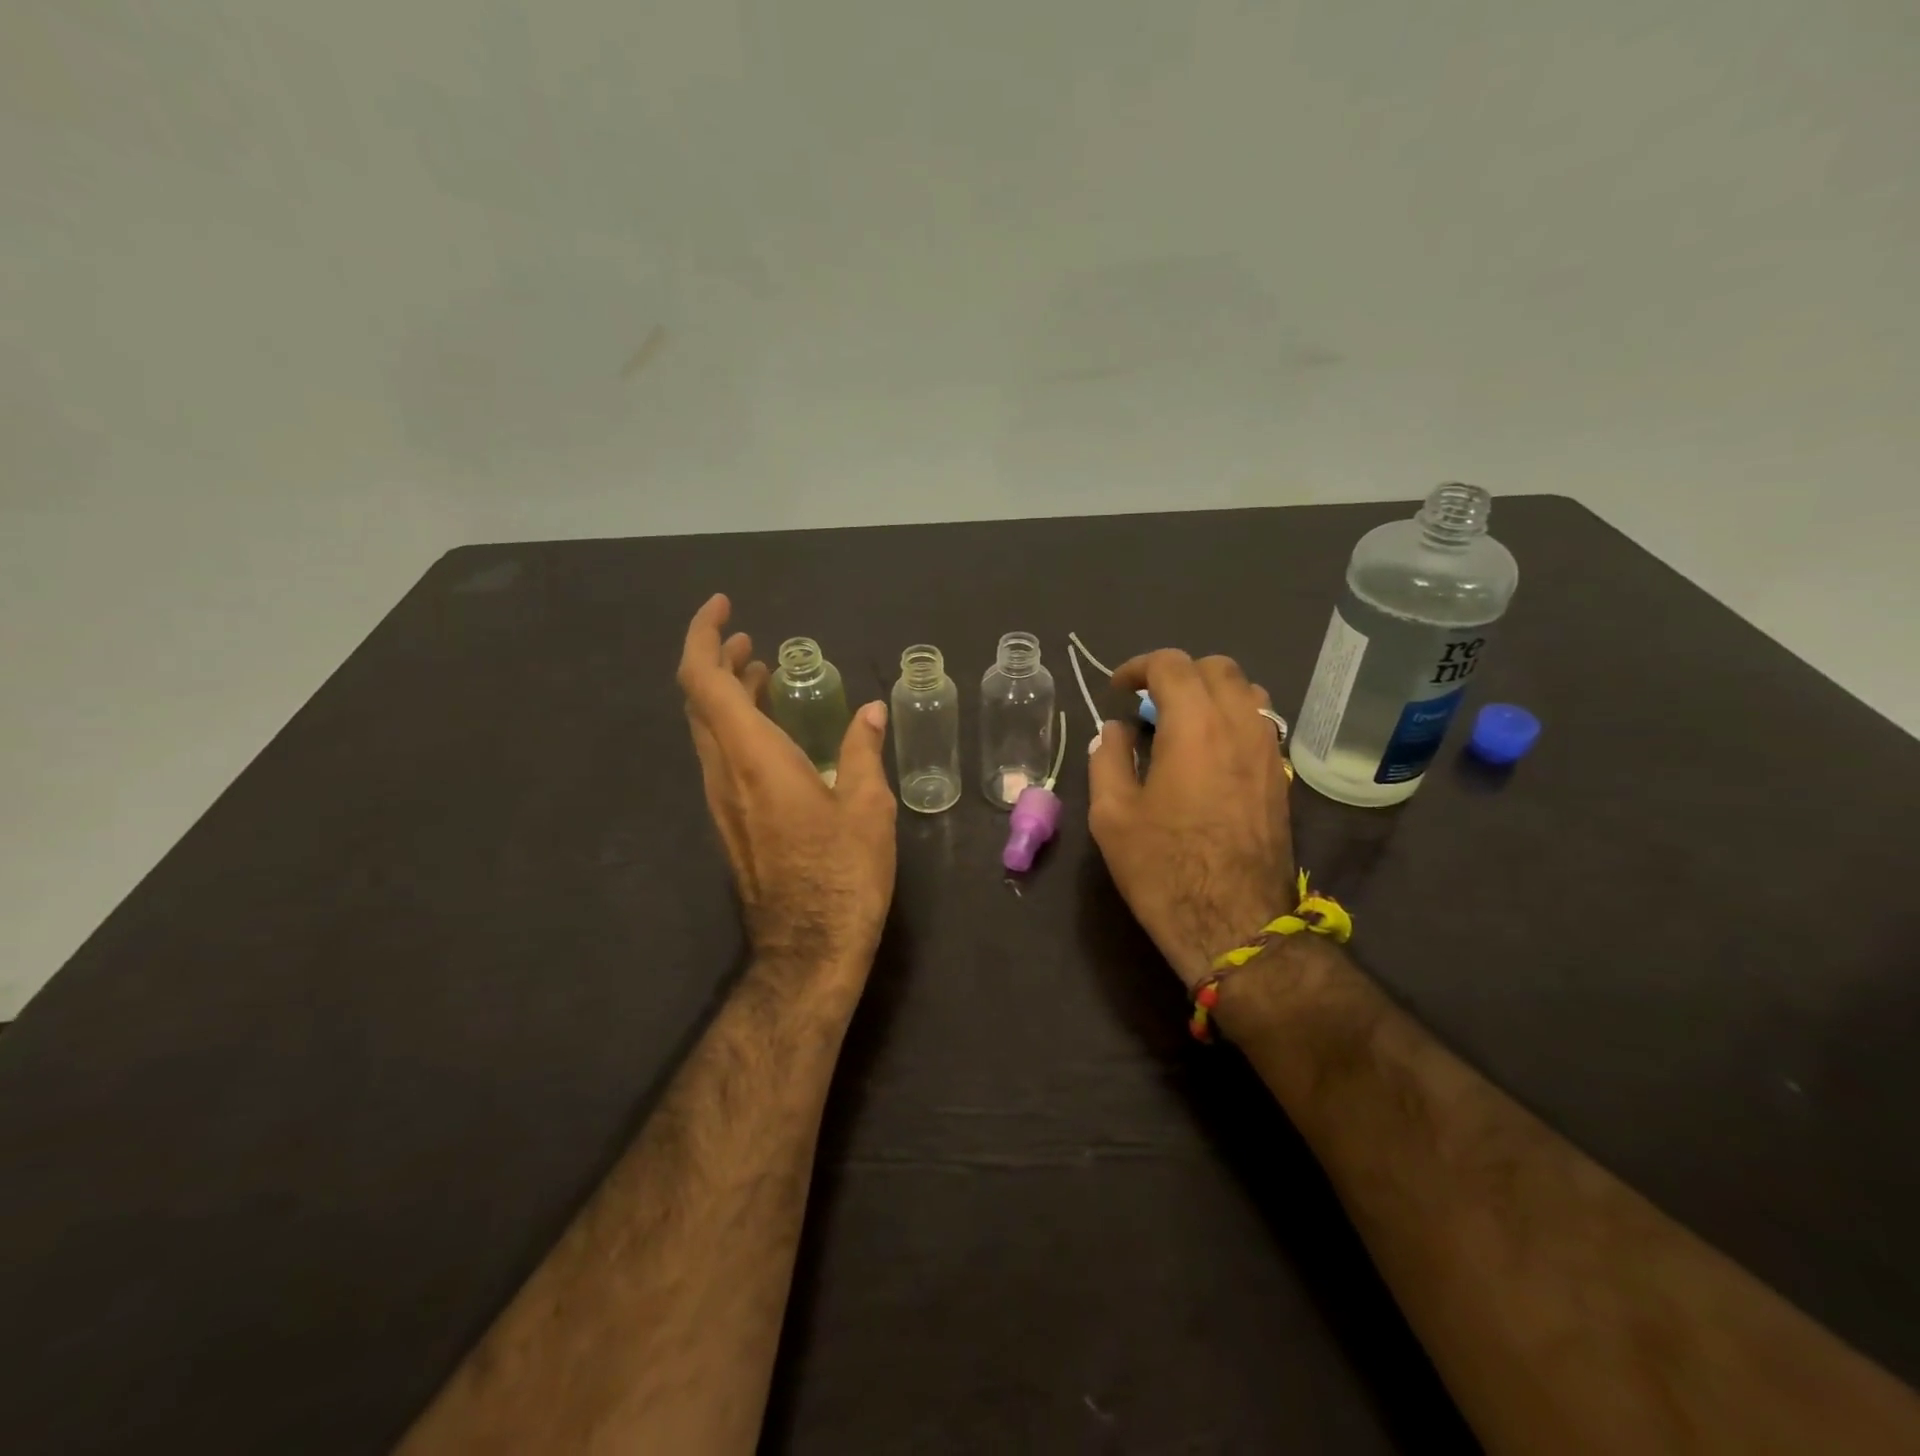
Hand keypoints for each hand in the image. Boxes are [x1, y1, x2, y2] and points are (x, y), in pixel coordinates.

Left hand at [678, 595, 897, 991]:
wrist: (808, 948)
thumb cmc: (843, 875)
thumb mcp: (867, 807)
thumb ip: (863, 751)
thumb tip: (870, 712)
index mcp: (753, 758)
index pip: (704, 681)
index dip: (704, 637)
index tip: (724, 609)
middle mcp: (724, 773)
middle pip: (699, 701)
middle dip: (717, 660)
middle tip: (750, 640)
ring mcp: (721, 801)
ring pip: (707, 730)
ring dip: (727, 693)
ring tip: (764, 673)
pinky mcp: (730, 822)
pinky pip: (720, 757)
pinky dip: (737, 726)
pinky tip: (773, 731)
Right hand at [1087, 650, 1294, 990]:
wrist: (1234, 923)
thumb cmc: (1164, 867)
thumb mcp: (1112, 814)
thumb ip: (1108, 759)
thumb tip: (1116, 731)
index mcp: (1194, 725)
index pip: (1171, 665)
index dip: (1138, 668)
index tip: (1118, 691)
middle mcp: (1239, 725)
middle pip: (1216, 668)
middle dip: (1177, 674)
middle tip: (1148, 703)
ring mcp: (1268, 750)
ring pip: (1247, 691)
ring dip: (1211, 692)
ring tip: (1182, 722)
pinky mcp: (1280, 777)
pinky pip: (1261, 723)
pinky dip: (1232, 718)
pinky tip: (1210, 752)